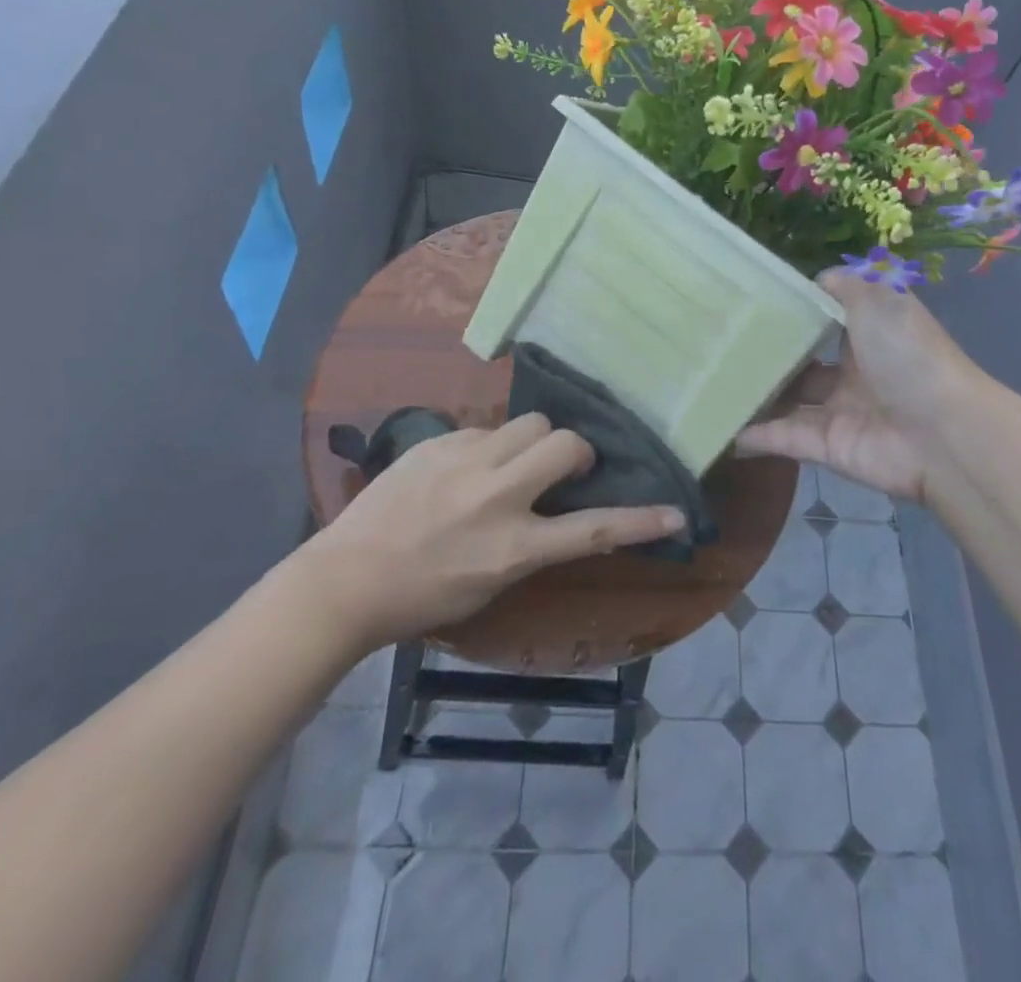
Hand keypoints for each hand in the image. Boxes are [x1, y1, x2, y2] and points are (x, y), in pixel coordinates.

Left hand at [294, 414, 686, 647]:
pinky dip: (489, 445)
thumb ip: (531, 545)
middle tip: (564, 467)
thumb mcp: (490, 586)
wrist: (345, 579)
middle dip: (576, 450)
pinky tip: (464, 468)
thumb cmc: (423, 598)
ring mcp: (465, 461)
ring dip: (534, 441)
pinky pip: (485, 428)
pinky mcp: (438, 441)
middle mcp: (496, 496)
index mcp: (513, 548)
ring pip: (529, 422)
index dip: (641, 521)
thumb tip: (559, 513)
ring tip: (512, 462)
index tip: (674, 513)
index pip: (593, 530)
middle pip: (565, 443)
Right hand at [736, 271, 979, 505]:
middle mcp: (854, 372)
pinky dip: (753, 435)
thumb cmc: (908, 355)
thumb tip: (817, 279)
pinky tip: (719, 426)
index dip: (796, 312)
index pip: (827, 320)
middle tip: (720, 344)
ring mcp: (839, 411)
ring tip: (711, 382)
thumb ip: (846, 286)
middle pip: (803, 363)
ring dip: (757, 395)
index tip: (752, 302)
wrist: (941, 434)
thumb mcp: (879, 300)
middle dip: (770, 356)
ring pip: (789, 401)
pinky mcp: (826, 447)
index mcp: (870, 335)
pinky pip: (782, 437)